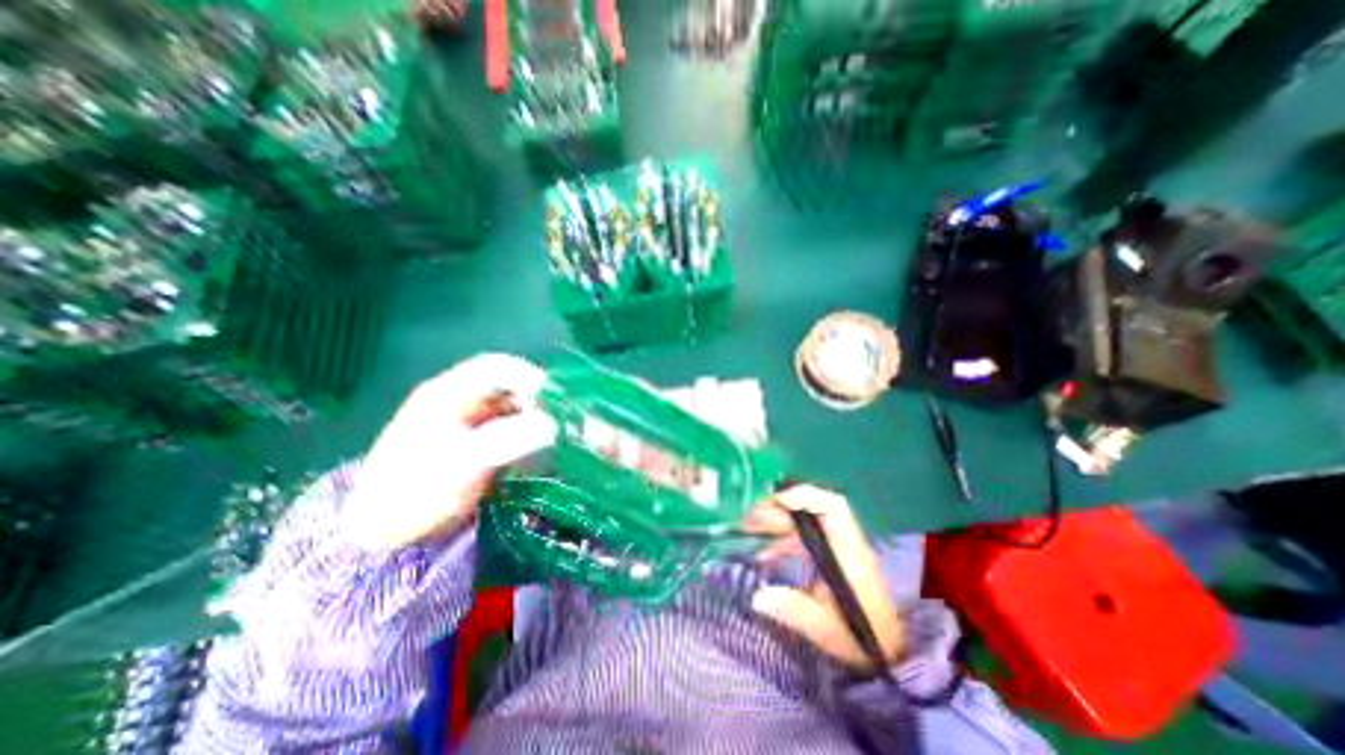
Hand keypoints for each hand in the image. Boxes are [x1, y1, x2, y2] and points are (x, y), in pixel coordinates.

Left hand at [345, 353, 563, 548]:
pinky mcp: (471, 444)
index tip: (555, 394)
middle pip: (505, 387)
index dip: (528, 375)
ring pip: (508, 408)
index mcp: (447, 393)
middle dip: (536, 398)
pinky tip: (538, 447)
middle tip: (561, 416)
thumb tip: (552, 425)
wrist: (383, 533)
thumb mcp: (466, 461)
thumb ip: (511, 438)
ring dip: (533, 416)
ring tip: (556, 432)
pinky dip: (524, 433)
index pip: (495, 368)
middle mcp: (457, 401)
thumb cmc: (418, 490)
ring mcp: (464, 423)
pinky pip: (506, 428)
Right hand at [745, 488, 901, 672]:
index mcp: (848, 552)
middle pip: (811, 509)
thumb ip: (793, 610)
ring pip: (804, 520)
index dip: (805, 496)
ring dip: (776, 520)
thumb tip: (757, 598)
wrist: (891, 650)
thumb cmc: (863, 637)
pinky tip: (764, 553)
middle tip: (750, 518)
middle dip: (778, 508)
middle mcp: (842, 541)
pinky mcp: (830, 555)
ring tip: (749, 528)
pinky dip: (782, 539)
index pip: (833, 507)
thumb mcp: (827, 629)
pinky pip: (803, 536)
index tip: (776, 501)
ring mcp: (835, 546)